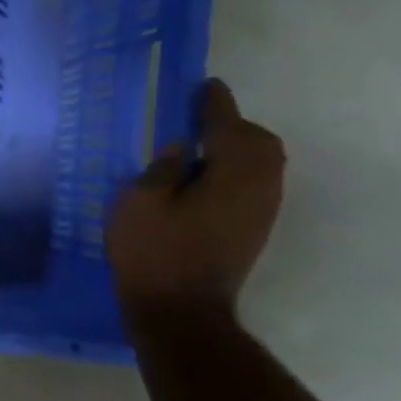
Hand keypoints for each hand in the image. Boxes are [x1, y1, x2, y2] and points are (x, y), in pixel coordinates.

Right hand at [107, 80, 284, 318]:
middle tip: (197, 122)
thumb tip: (178, 149)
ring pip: (261, 166)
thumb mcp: (139, 203)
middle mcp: (258, 188)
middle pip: (259, 143)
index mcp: (232, 174)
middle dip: (233, 126)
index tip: (204, 86)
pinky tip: (202, 181)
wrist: (180, 313)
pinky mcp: (252, 231)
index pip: (228, 126)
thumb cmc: (154, 253)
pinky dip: (234, 172)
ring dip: (236, 150)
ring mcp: (260, 213)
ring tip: (198, 150)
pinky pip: (253, 185)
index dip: (215, 104)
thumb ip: (160, 169)